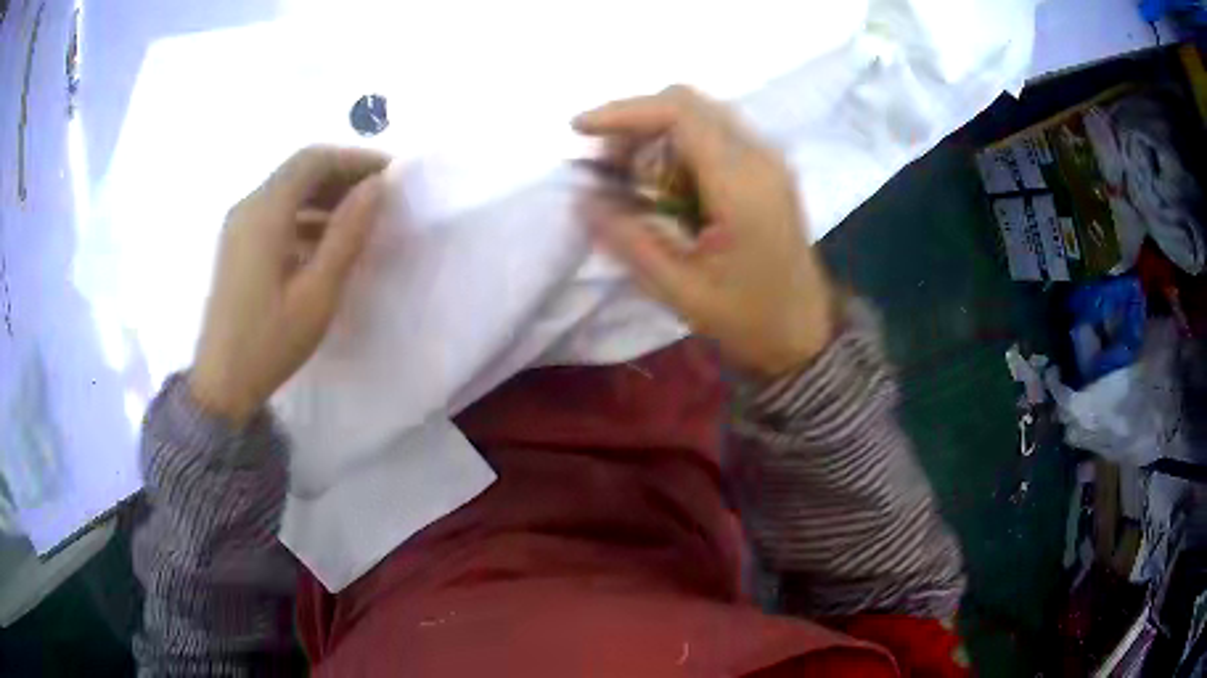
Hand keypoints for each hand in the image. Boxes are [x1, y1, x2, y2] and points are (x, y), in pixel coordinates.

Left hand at [189, 146, 388, 424]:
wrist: (221, 384)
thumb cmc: (270, 342)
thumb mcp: (317, 293)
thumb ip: (347, 234)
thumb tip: (376, 188)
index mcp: (265, 213)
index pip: (313, 161)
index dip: (354, 159)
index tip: (390, 174)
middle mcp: (248, 207)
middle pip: (299, 170)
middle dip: (341, 174)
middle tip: (379, 195)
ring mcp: (238, 225)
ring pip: (287, 190)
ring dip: (324, 194)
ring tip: (359, 217)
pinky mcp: (236, 244)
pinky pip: (275, 212)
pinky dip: (304, 213)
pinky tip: (325, 240)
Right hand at [573, 86, 834, 377]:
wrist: (805, 333)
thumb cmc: (747, 319)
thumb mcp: (678, 288)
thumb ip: (627, 239)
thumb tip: (582, 199)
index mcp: (741, 184)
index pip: (679, 114)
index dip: (624, 112)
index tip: (581, 130)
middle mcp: (760, 157)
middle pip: (689, 103)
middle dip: (635, 121)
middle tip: (604, 162)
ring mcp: (768, 160)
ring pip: (700, 114)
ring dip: (655, 133)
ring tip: (627, 176)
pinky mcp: (768, 169)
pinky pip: (715, 135)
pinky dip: (677, 146)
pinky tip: (662, 184)